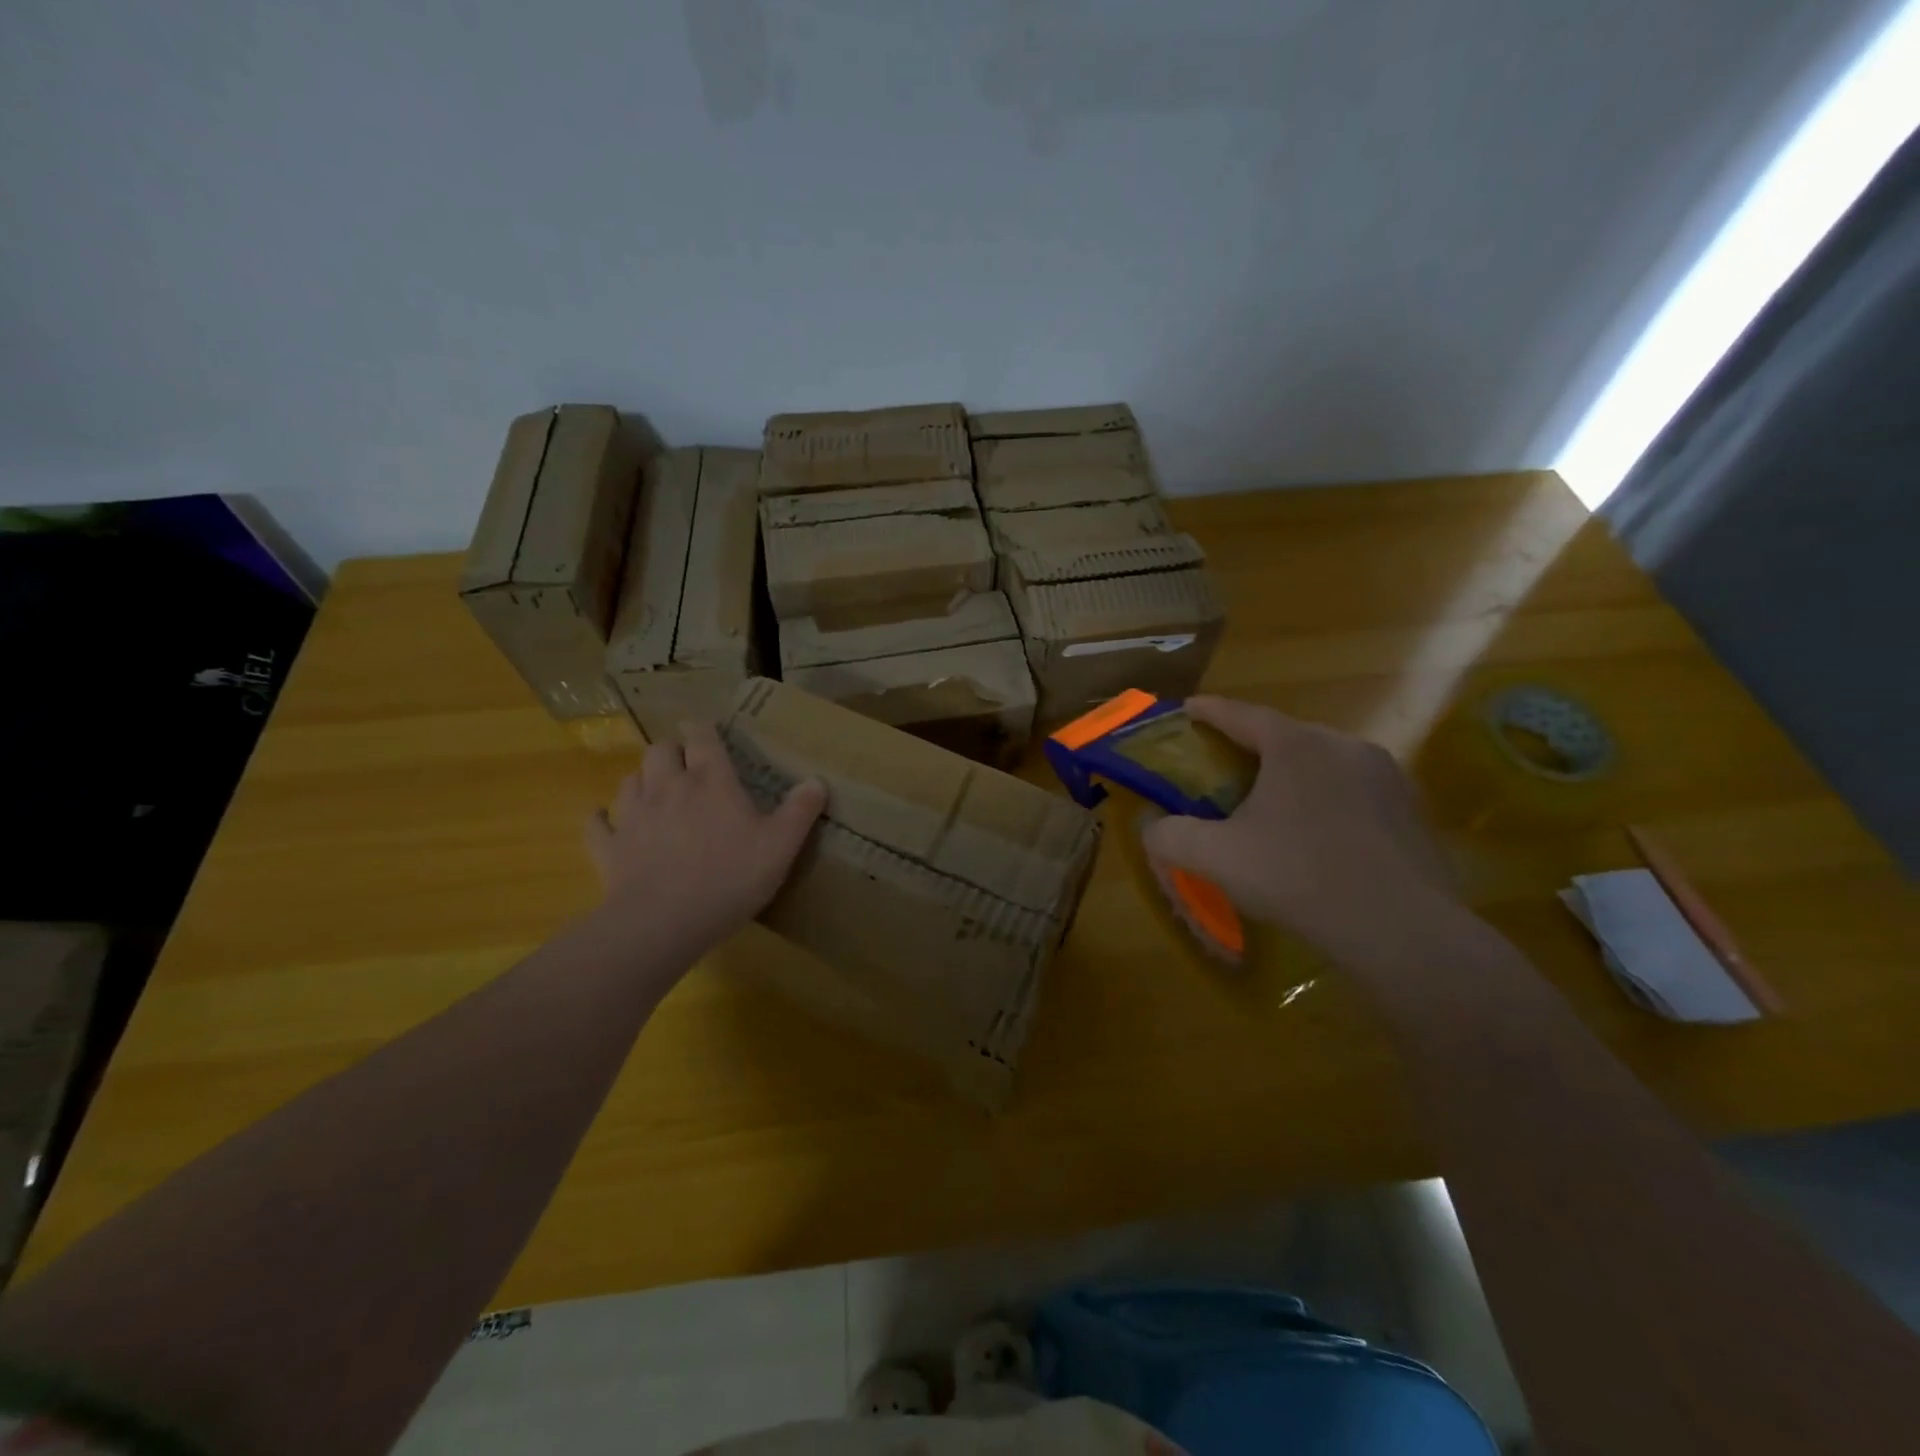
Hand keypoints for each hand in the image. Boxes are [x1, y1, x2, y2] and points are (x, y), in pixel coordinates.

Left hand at [584, 721, 826, 955]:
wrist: (665, 921)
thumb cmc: (730, 877)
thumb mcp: (781, 846)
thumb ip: (800, 811)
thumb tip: (818, 780)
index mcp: (711, 781)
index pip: (703, 738)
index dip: (704, 730)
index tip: (707, 731)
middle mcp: (668, 787)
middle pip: (660, 750)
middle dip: (671, 751)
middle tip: (685, 766)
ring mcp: (633, 815)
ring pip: (630, 780)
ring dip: (642, 779)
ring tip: (654, 791)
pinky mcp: (609, 847)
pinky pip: (597, 824)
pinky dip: (601, 819)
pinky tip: (605, 820)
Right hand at [1141, 697, 1460, 964]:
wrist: (1400, 929)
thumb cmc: (1298, 877)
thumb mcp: (1216, 858)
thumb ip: (1170, 836)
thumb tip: (1152, 828)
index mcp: (1295, 745)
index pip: (1240, 713)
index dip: (1208, 711)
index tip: (1186, 710)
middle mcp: (1343, 745)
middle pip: (1285, 736)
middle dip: (1251, 747)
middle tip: (1225, 770)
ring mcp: (1386, 775)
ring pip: (1324, 763)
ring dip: (1293, 776)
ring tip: (1273, 805)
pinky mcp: (1412, 808)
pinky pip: (1355, 791)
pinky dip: (1328, 801)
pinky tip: (1320, 837)